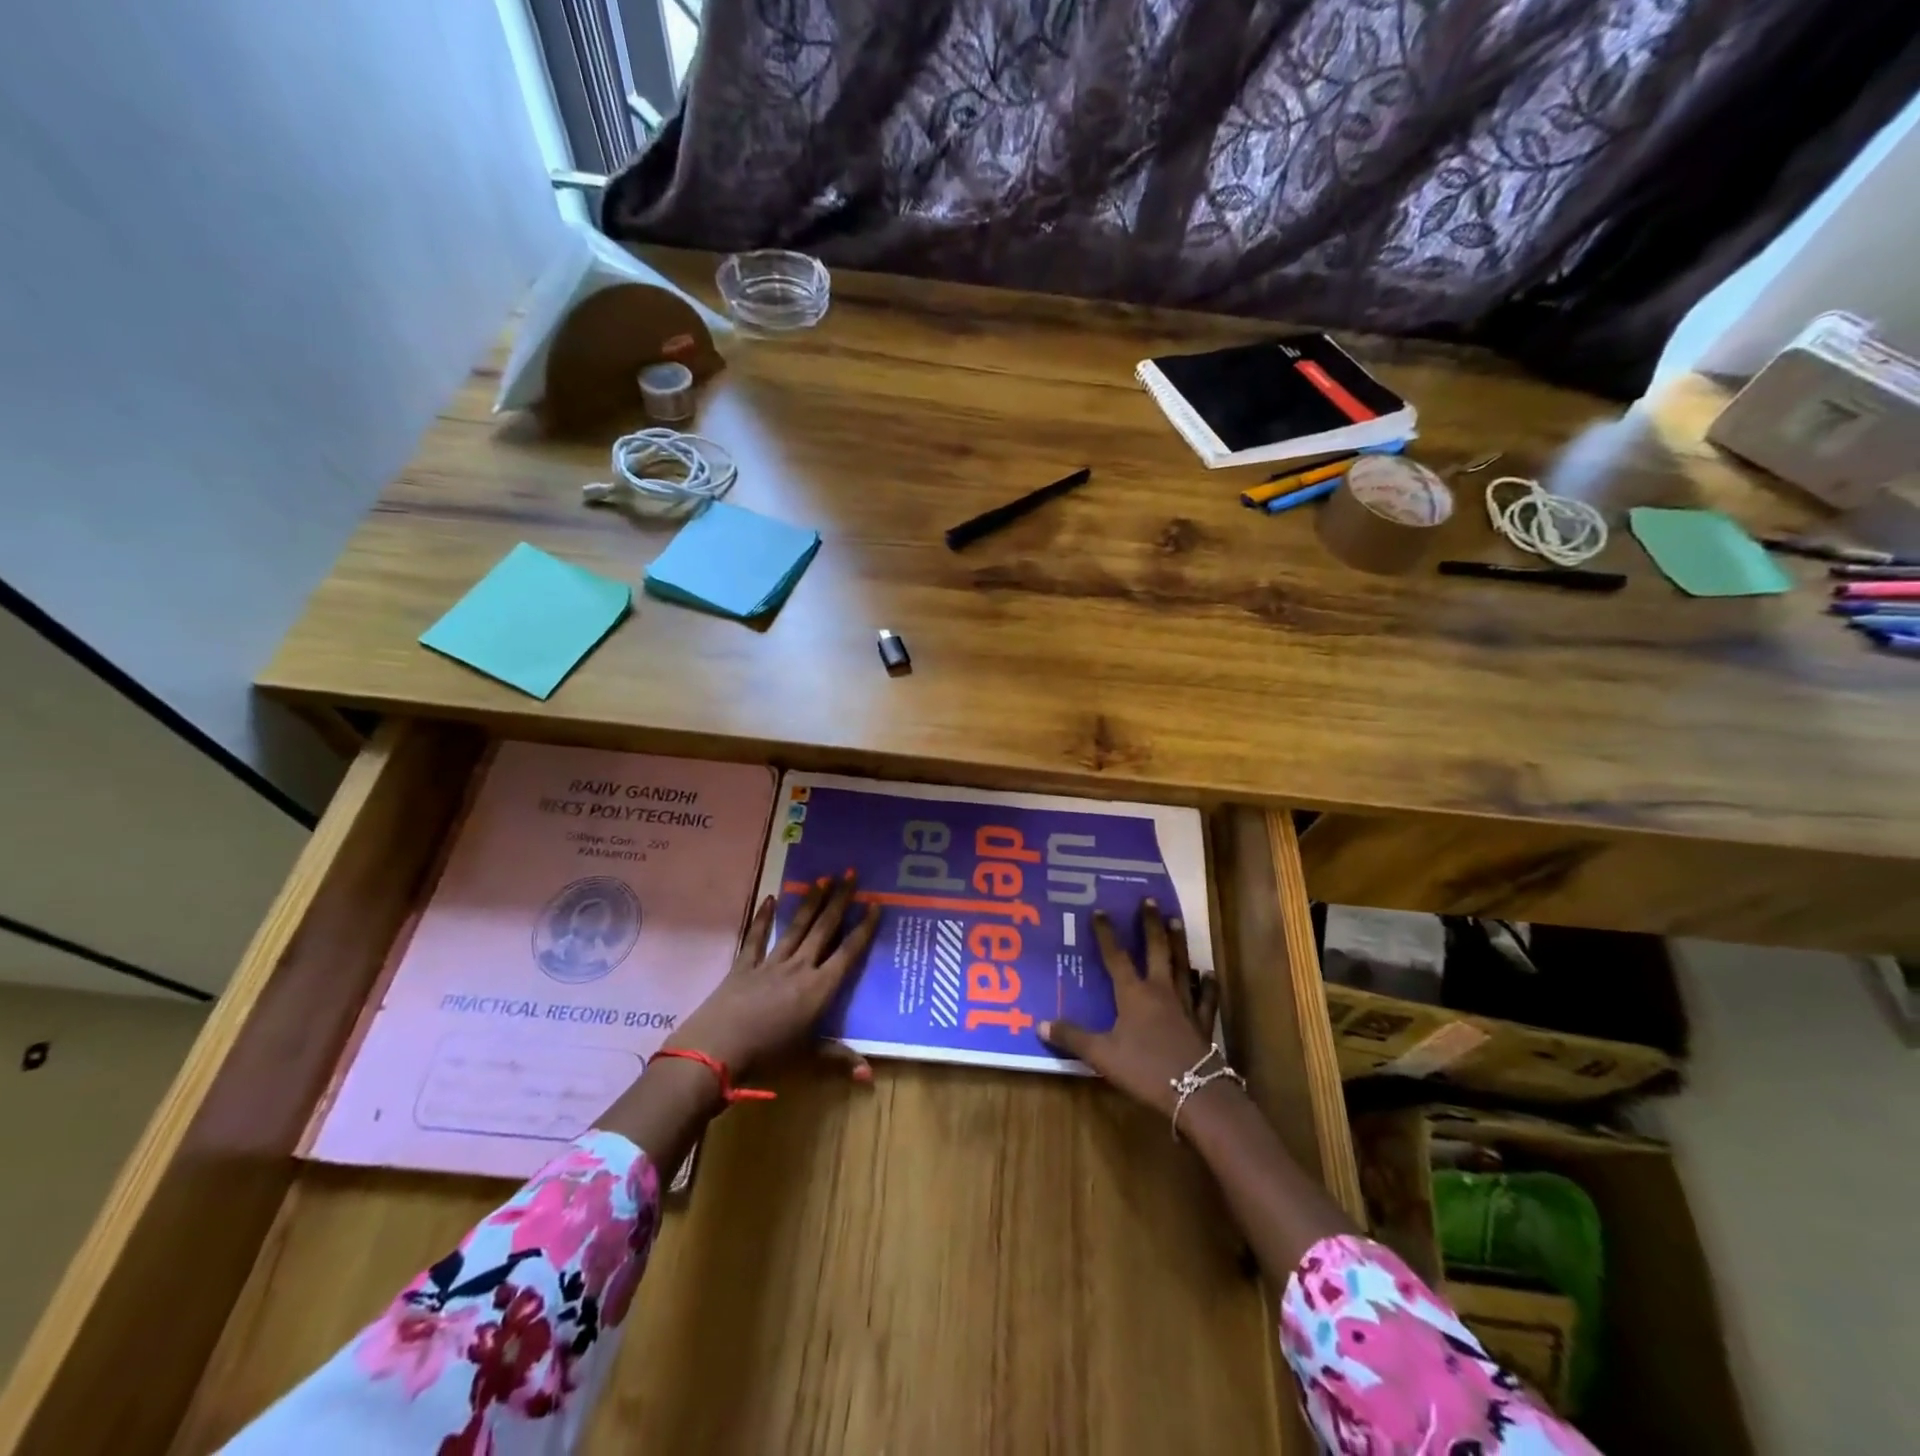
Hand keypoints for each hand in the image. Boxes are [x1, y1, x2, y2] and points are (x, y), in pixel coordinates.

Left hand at [665, 870, 881, 1082]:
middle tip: (850, 873)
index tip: (875, 904)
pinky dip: (763, 917)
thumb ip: (839, 1058)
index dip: (863, 928)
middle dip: (840, 900)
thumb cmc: (768, 1057)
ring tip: (822, 878)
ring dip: (811, 902)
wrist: (717, 1050)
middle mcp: (800, 968)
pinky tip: (770, 898)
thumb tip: (871, 1076)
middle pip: (824, 928)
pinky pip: (756, 937)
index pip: (848, 952)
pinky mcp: (744, 965)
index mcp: (819, 988)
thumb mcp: (808, 1058)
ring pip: (797, 926)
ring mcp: (770, 963)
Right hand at [1039, 901, 1219, 1117]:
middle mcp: (1160, 990)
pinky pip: (1205, 997)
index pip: (1115, 956)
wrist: (1197, 1093)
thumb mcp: (1101, 1056)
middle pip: (1156, 949)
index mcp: (1133, 993)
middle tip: (1150, 900)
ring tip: (1176, 921)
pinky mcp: (1202, 1023)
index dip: (1106, 933)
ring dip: (1178, 942)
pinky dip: (1206, 984)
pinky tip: (1208, 974)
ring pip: (1181, 964)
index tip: (1100, 911)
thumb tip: (1040, 1024)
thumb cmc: (1145, 1070)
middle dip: (1150, 924)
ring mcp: (1185, 1004)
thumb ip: (1072, 1038)